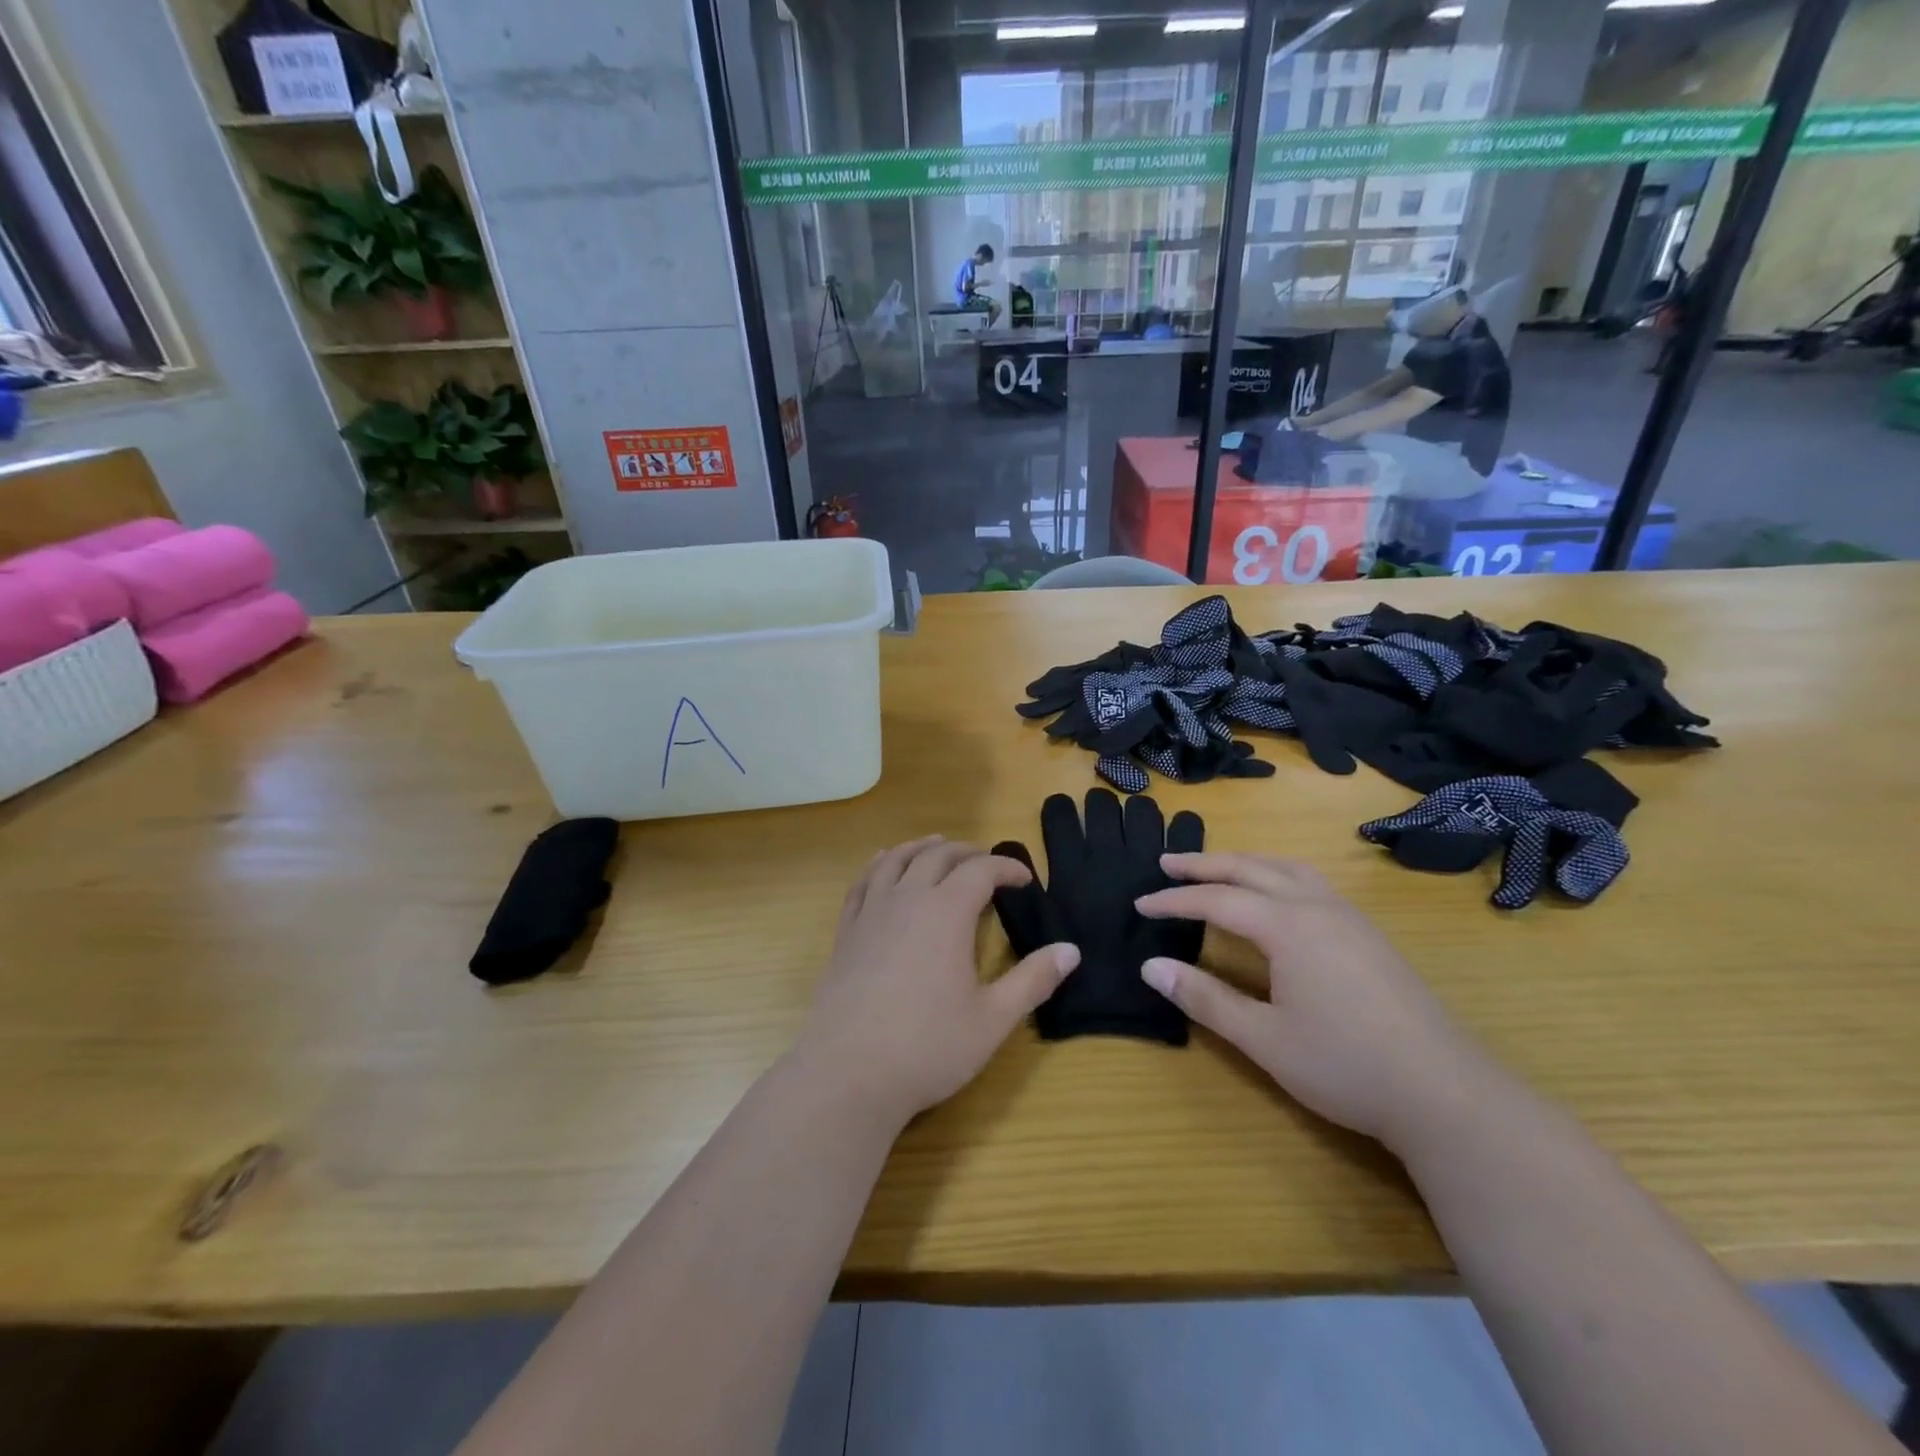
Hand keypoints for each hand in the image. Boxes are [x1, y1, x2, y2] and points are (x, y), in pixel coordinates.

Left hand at [796, 837, 1078, 1124]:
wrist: (847, 1073)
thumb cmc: (928, 1047)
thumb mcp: (993, 1019)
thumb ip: (1033, 981)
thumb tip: (1072, 950)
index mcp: (947, 913)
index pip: (981, 871)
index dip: (1007, 868)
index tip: (1025, 879)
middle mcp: (908, 899)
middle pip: (939, 856)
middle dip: (968, 852)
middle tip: (988, 863)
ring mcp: (871, 912)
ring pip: (897, 859)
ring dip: (922, 847)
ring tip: (938, 845)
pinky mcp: (846, 931)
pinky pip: (863, 881)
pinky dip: (879, 864)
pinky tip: (884, 864)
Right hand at [1134, 853, 1494, 1152]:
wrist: (1445, 1093)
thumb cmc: (1344, 1065)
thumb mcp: (1263, 1038)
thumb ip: (1204, 997)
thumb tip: (1150, 966)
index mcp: (1287, 925)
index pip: (1216, 900)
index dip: (1174, 901)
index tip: (1140, 904)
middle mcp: (1316, 906)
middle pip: (1250, 868)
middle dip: (1204, 864)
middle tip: (1167, 862)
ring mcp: (1349, 917)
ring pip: (1287, 868)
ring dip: (1246, 862)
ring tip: (1218, 868)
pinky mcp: (1369, 934)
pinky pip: (1311, 882)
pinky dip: (1278, 873)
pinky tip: (1277, 895)